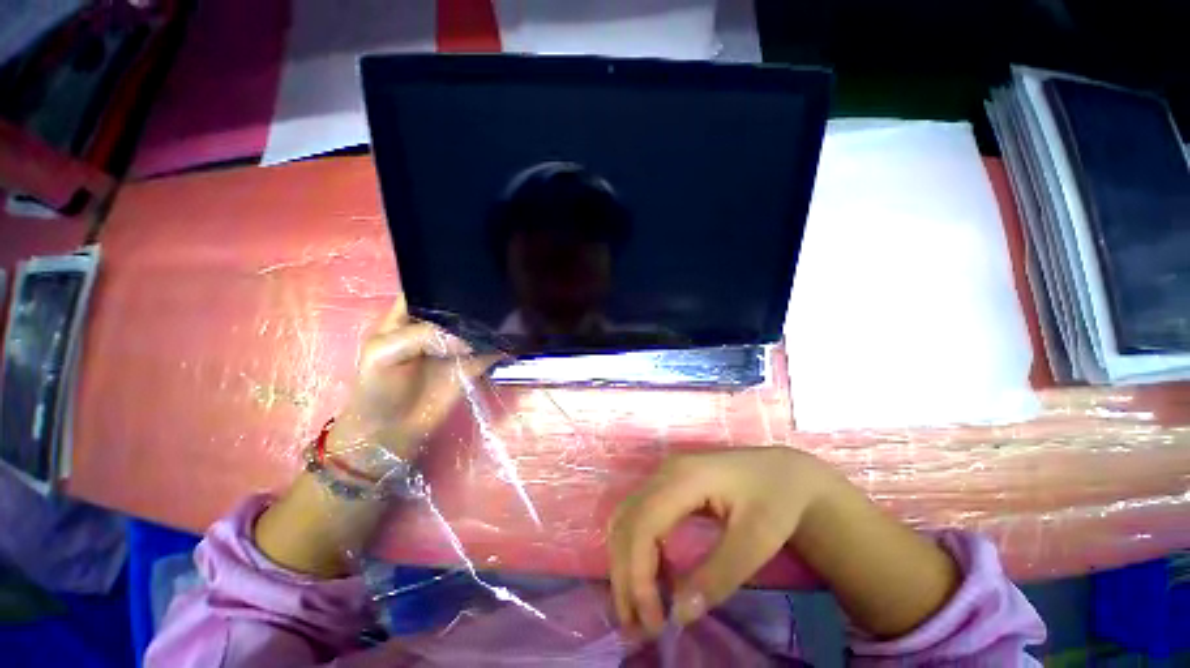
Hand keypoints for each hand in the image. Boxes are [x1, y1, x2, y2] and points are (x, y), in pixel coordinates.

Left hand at [326, 294, 501, 475]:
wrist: (391, 431)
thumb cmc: (377, 388)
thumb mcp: (383, 354)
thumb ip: (421, 337)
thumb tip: (467, 338)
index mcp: (410, 315)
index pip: (431, 288)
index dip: (449, 280)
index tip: (475, 273)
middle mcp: (437, 326)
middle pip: (460, 306)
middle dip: (478, 300)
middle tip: (502, 291)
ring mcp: (457, 346)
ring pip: (478, 327)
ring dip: (494, 322)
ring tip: (516, 309)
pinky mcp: (473, 364)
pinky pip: (491, 350)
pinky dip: (503, 345)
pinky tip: (518, 336)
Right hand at [608, 448, 841, 637]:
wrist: (784, 471)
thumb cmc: (775, 501)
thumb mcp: (756, 540)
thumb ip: (719, 575)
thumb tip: (679, 615)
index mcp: (684, 478)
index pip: (643, 524)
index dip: (638, 574)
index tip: (653, 622)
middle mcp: (665, 472)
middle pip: (627, 521)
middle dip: (624, 574)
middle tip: (635, 626)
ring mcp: (664, 474)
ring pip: (627, 517)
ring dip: (625, 562)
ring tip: (637, 607)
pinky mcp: (667, 483)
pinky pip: (638, 515)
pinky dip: (636, 548)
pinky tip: (652, 576)